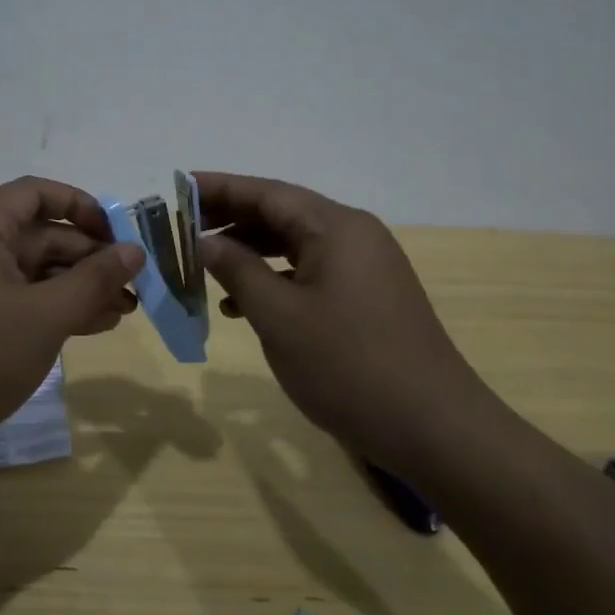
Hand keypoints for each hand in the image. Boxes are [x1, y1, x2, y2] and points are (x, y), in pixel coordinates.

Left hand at [0, 176, 144, 470]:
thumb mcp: (44, 317)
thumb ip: (94, 280)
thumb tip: (134, 249)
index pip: (36, 194)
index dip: (81, 206)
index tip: (117, 235)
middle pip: (39, 236)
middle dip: (89, 260)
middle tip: (132, 287)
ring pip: (32, 272)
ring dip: (77, 288)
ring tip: (122, 312)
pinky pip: (18, 300)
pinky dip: (52, 309)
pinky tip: (91, 327)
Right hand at [194, 172, 500, 467]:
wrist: (435, 429)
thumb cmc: (348, 366)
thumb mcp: (279, 316)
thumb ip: (237, 270)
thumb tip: (204, 240)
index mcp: (335, 227)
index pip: (266, 193)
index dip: (219, 188)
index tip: (179, 186)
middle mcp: (354, 234)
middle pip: (282, 213)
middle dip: (231, 219)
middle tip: (183, 228)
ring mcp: (366, 266)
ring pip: (295, 244)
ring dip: (251, 252)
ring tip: (205, 266)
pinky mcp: (369, 296)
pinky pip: (312, 271)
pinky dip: (276, 278)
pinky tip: (243, 305)